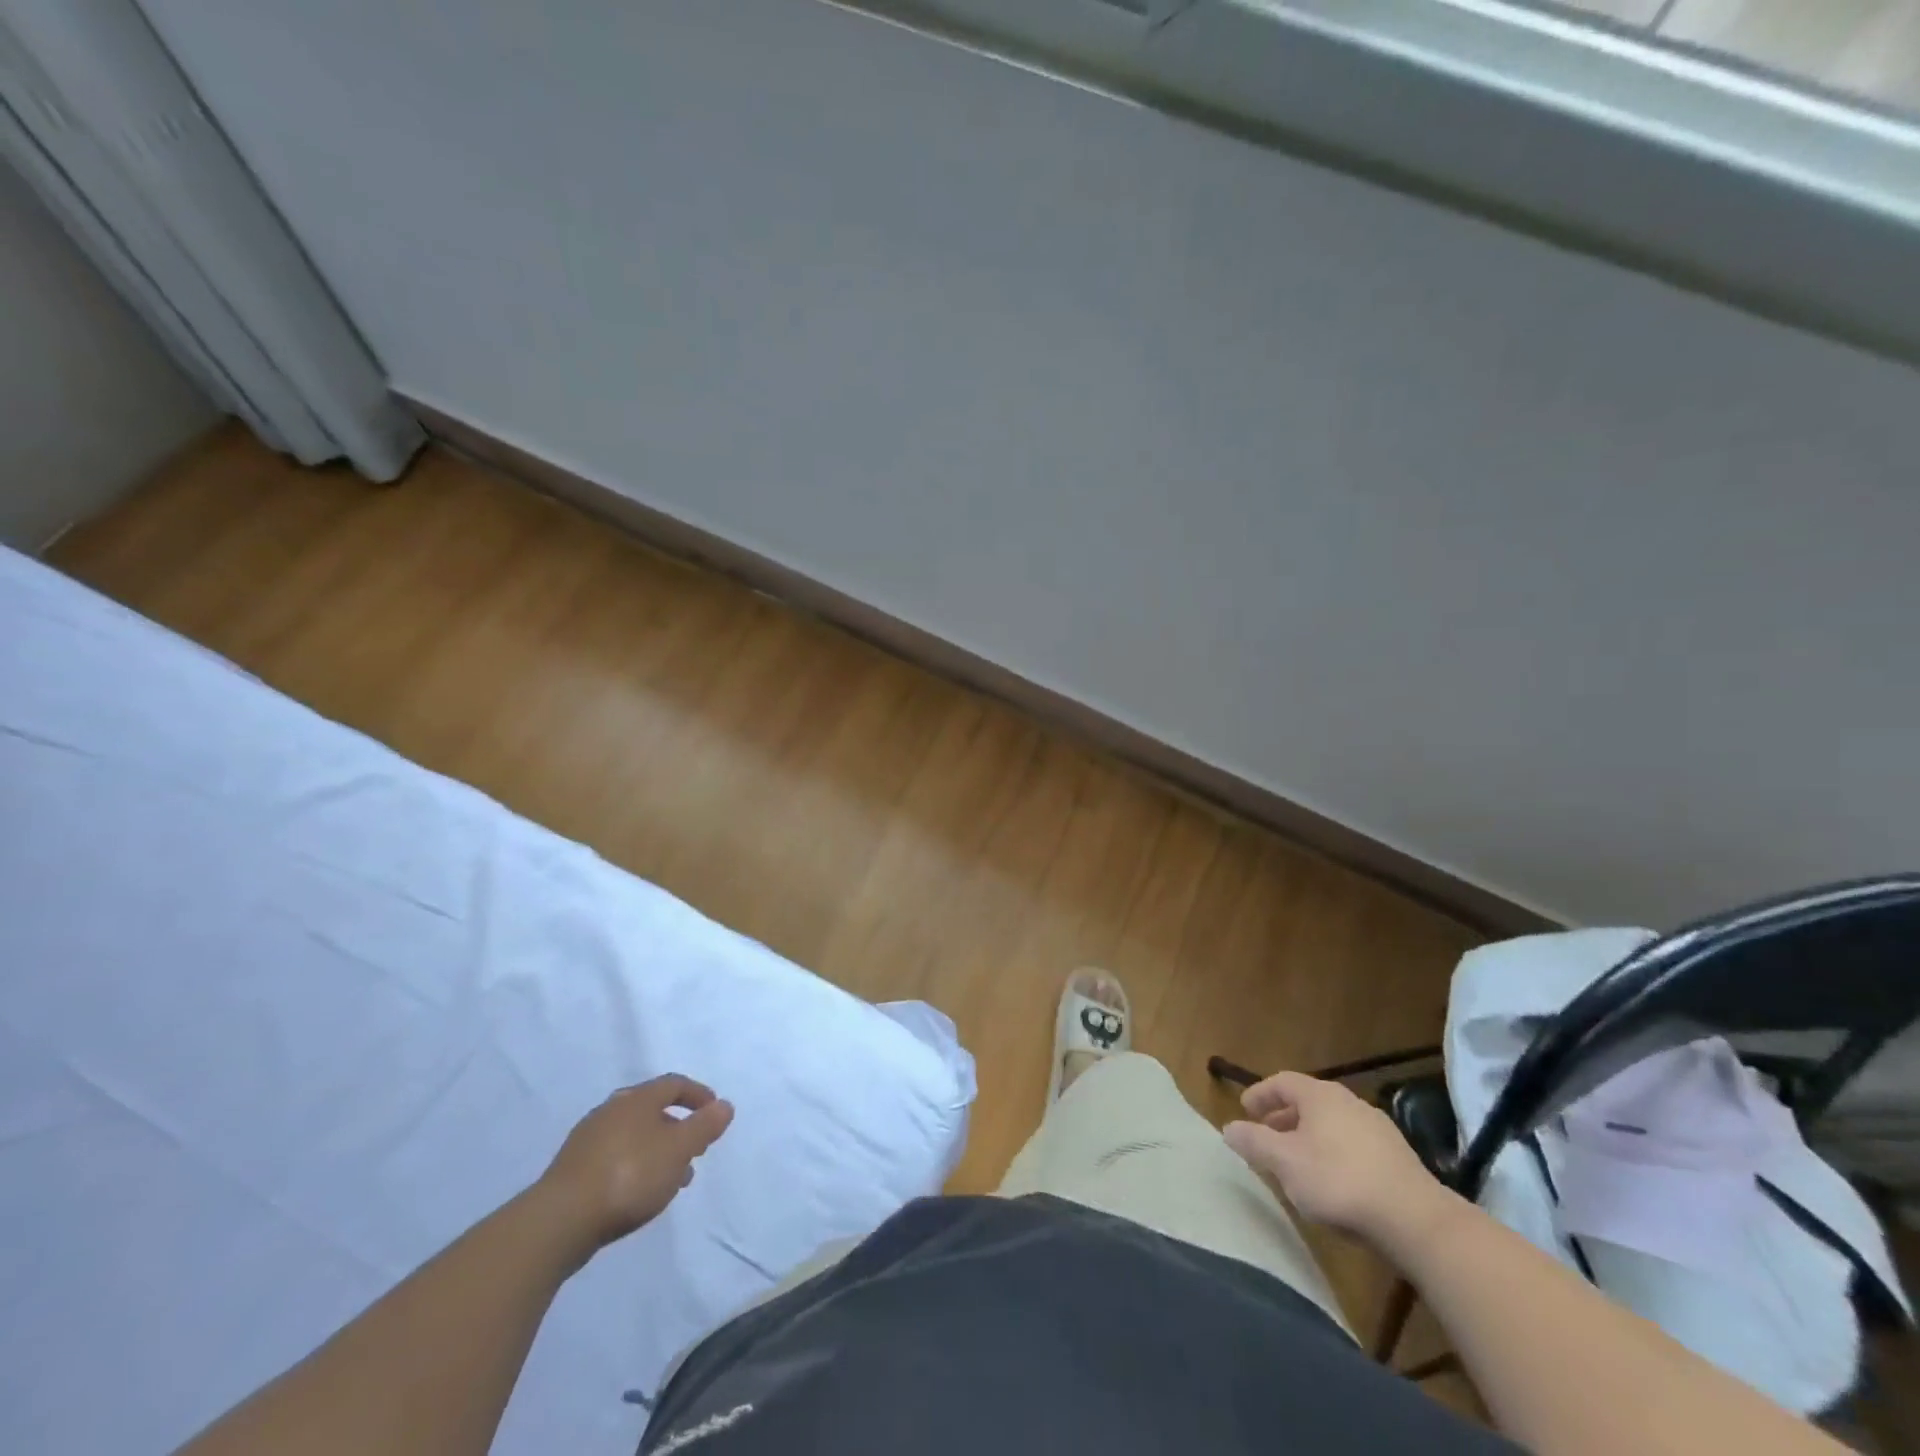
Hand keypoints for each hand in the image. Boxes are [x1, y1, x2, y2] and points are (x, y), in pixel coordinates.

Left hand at [537, 1075, 733, 1259]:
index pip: (674, 1084)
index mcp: (637, 1098)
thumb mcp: (678, 1150)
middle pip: (652, 1109)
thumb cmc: (629, 1176)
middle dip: (678, 1127)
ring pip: (634, 1136)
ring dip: (658, 1151)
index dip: (698, 1095)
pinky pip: (614, 1157)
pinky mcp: (573, 1170)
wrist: (559, 1221)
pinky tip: (639, 1193)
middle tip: (695, 1149)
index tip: (714, 1113)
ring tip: (672, 1180)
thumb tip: (724, 1105)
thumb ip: (704, 1126)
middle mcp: (612, 1110)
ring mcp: (588, 1139)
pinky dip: (635, 1166)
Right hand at [1223, 1071, 1451, 1251]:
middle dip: (1283, 1118)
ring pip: (1331, 1124)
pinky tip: (1332, 1182)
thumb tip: (1228, 1127)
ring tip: (1296, 1163)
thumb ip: (1254, 1142)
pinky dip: (1333, 1153)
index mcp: (1320, 1096)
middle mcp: (1349, 1102)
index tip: (1245, 1110)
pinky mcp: (1398, 1158)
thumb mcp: (1285, 1162)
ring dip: (1308, 1137)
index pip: (1282, 1082)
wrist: (1416, 1221)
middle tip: (1266, 1137)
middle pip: (1308, 1102)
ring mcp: (1378, 1129)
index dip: (1260, 1093)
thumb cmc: (1339, 1181)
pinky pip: (1353, 1145)